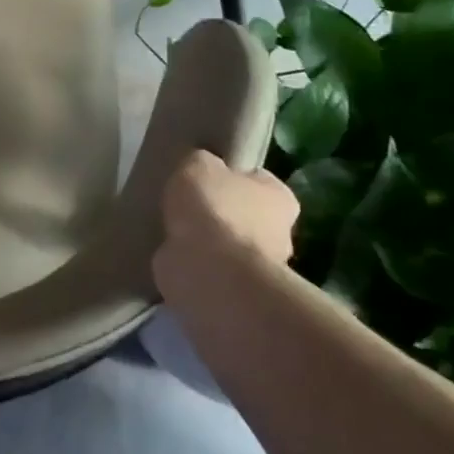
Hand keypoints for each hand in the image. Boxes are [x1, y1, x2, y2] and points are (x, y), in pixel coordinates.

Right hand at [153, 151, 298, 308]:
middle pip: (246, 214)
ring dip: (208, 241)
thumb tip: (205, 169)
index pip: (256, 179)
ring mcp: (259, 267)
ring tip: (174, 231)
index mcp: (280, 197)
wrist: (207, 271)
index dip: (230, 176)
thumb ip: (203, 163)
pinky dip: (197, 264)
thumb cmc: (212, 209)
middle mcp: (280, 232)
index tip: (205, 178)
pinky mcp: (236, 290)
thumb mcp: (198, 165)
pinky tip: (174, 255)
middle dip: (221, 212)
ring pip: (229, 244)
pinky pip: (213, 269)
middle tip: (187, 206)